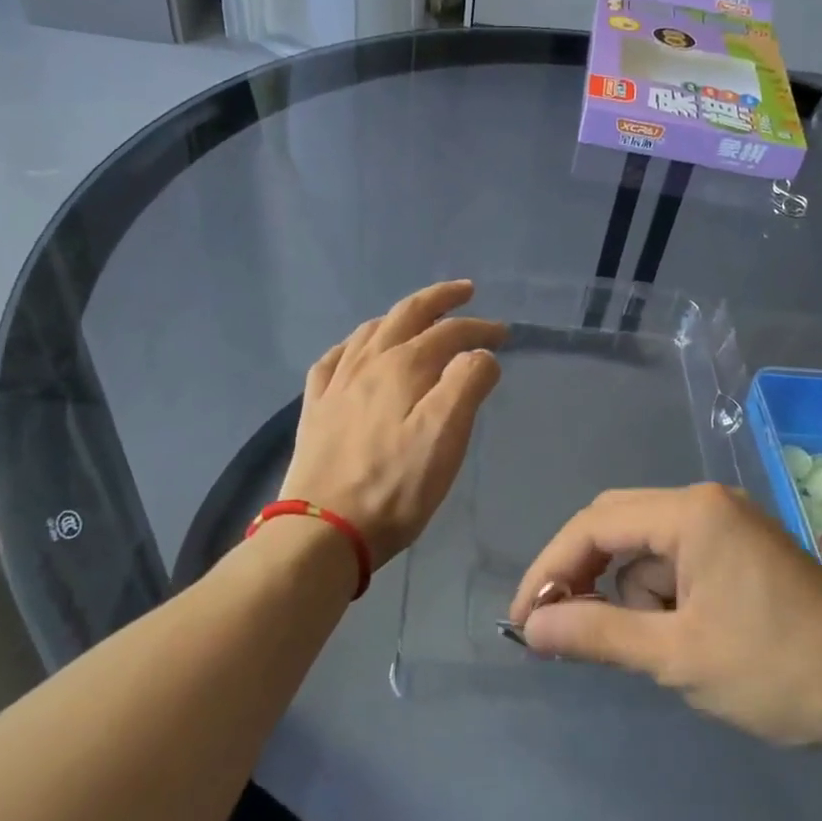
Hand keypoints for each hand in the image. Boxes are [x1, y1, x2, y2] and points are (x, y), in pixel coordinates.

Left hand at [279, 281, 505, 562]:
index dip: (480, 328)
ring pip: (369, 332)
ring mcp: (336, 385)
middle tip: (464, 292)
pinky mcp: (316, 409)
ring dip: (399, 317)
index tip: (505, 334)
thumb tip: (480, 354)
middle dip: (439, 300)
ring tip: (417, 317)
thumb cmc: (396, 486)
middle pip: (406, 316)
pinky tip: (355, 352)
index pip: (449, 332)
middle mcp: (367, 364)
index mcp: (403, 367)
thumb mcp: (446, 435)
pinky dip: (354, 345)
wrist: (324, 529)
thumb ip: (467, 384)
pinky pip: (334, 359)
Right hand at [509, 485, 821, 747]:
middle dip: (583, 577)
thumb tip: (532, 625)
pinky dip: (659, 596)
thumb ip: (597, 634)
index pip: (594, 525)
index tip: (524, 619)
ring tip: (649, 649)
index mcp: (691, 512)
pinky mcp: (739, 549)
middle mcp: (705, 502)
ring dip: (628, 594)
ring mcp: (726, 523)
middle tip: (558, 630)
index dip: (550, 570)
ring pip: (644, 548)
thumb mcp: (678, 656)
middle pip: (616, 526)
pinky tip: (676, 637)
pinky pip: (676, 561)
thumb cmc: (779, 670)